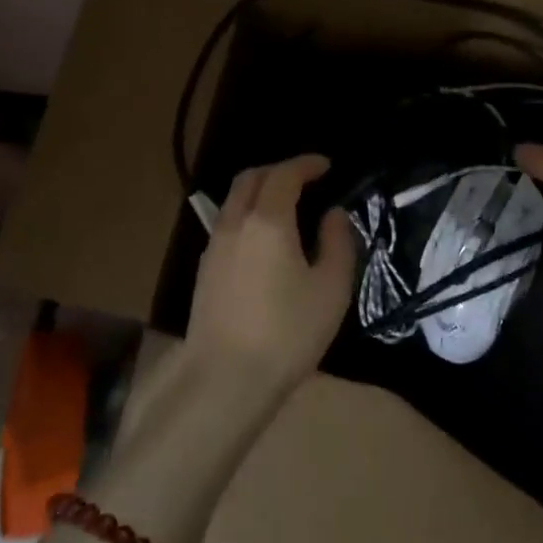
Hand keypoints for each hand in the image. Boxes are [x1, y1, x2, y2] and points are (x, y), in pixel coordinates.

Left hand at [186, 154, 356, 401]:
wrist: (226, 378)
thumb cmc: (288, 332)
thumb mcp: (331, 288)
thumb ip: (337, 242)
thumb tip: (333, 214)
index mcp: (267, 221)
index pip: (284, 174)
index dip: (305, 164)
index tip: (326, 166)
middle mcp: (235, 224)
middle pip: (250, 179)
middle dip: (278, 171)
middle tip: (304, 179)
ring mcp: (214, 246)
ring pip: (233, 201)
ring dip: (259, 192)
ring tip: (285, 207)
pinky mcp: (205, 270)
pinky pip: (227, 225)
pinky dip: (247, 215)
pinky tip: (264, 241)